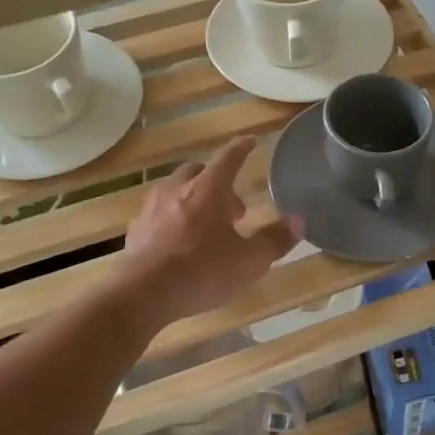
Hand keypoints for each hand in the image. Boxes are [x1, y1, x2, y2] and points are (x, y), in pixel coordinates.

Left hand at [121, 137, 300, 324]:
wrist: (144, 293)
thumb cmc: (203, 271)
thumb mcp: (250, 261)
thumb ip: (275, 240)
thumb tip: (298, 222)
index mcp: (208, 189)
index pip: (228, 158)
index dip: (241, 149)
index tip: (250, 142)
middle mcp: (177, 190)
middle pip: (198, 172)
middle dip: (217, 182)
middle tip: (233, 209)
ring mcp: (152, 209)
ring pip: (174, 191)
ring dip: (193, 200)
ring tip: (206, 225)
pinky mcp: (136, 231)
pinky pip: (158, 215)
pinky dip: (172, 220)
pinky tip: (178, 243)